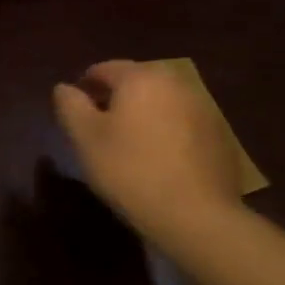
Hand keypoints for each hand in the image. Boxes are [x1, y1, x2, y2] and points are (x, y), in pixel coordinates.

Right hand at [53, 59, 245, 245]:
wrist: (194, 215)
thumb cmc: (128, 169)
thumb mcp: (84, 137)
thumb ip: (70, 104)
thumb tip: (65, 88)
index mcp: (140, 77)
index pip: (104, 69)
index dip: (84, 87)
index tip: (75, 113)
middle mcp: (175, 83)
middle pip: (136, 82)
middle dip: (115, 99)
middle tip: (99, 129)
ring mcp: (203, 108)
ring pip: (161, 102)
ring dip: (142, 114)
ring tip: (128, 144)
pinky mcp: (219, 135)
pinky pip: (182, 123)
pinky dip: (166, 131)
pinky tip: (158, 159)